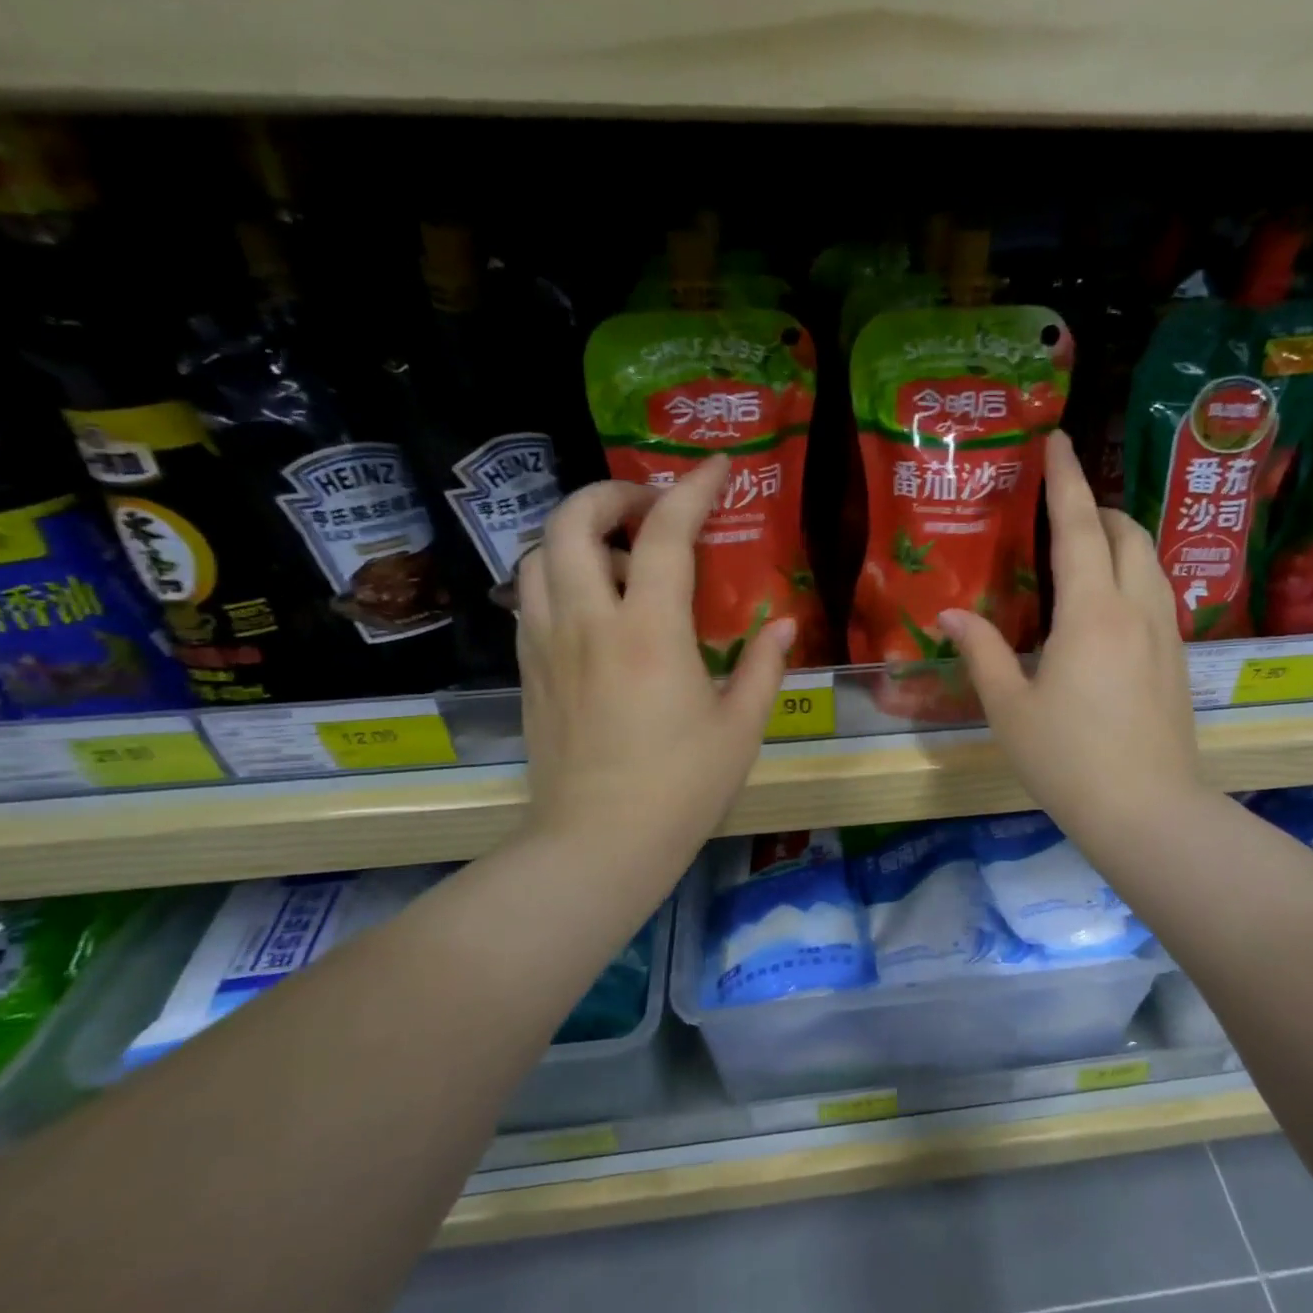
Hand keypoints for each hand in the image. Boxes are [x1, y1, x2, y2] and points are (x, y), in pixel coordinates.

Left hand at [513, 455, 792, 860]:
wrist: (597, 845)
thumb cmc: (681, 788)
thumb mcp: (740, 727)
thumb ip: (763, 666)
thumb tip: (784, 624)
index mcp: (649, 632)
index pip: (666, 534)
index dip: (693, 489)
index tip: (716, 467)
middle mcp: (588, 622)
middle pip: (572, 520)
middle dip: (610, 494)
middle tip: (649, 507)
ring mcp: (547, 644)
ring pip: (538, 554)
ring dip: (576, 534)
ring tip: (617, 559)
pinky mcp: (529, 670)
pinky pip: (530, 598)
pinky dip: (558, 576)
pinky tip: (592, 606)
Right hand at [939, 431, 1201, 839]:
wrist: (1149, 812)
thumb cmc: (1068, 760)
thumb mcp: (1009, 707)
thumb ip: (981, 651)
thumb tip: (950, 615)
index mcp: (1091, 613)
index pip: (1078, 526)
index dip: (1066, 479)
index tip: (1058, 440)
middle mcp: (1137, 609)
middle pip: (1127, 533)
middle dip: (1098, 508)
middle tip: (1063, 509)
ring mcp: (1167, 634)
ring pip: (1151, 562)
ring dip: (1121, 540)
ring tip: (1087, 550)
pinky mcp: (1179, 661)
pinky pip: (1159, 594)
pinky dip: (1134, 574)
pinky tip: (1110, 605)